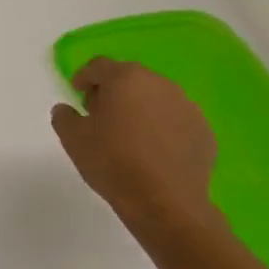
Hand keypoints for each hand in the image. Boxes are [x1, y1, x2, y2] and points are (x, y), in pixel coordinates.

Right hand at [51, 58, 220, 235]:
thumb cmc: (112, 161)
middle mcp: (160, 85)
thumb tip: (67, 109)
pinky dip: (161, 127)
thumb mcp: (72, 137)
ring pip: (155, 98)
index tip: (76, 94)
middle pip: (130, 78)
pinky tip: (151, 151)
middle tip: (99, 114)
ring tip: (127, 134)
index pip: (99, 66)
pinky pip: (175, 120)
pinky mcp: (204, 132)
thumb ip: (64, 116)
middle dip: (112, 91)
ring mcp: (187, 108)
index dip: (83, 77)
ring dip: (139, 108)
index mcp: (126, 79)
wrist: (165, 202)